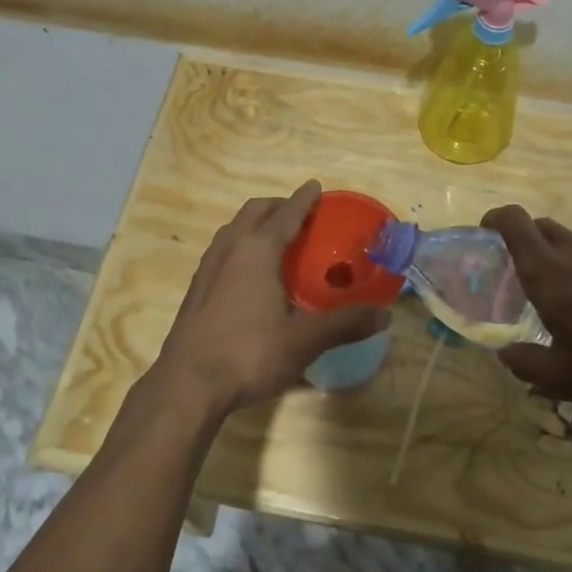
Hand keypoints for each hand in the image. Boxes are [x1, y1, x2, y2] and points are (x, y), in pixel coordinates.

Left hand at [153, 182, 390, 417]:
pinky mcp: (197, 287)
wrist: (187, 384)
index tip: (316, 187)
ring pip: (235, 228)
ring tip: (278, 239)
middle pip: (255, 211)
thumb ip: (344, 324)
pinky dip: (242, 244)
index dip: (304, 199)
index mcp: (257, 249)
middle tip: (302, 214)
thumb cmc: (248, 353)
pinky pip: (224, 249)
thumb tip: (384, 315)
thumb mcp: (303, 340)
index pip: (286, 213)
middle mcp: (230, 247)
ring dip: (257, 224)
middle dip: (279, 206)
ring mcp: (208, 266)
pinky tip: (252, 273)